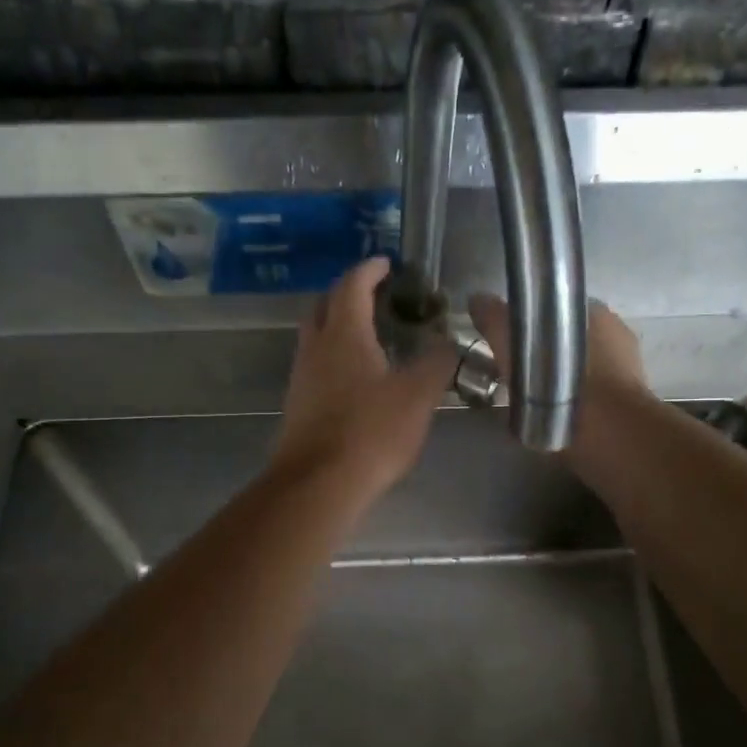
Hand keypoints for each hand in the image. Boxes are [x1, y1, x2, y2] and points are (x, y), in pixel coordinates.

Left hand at [272, 258, 457, 503]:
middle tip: (376, 296)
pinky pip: (316, 364)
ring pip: (316, 335)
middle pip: (325, 304)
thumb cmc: (370, 431)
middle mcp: (316, 347)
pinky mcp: (298, 404)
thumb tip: (448, 343)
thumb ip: (437, 363)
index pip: (352, 285)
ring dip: (338, 325)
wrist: (318, 483)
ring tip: (370, 334)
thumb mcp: (418, 395)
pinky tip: (356, 376)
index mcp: (344, 333)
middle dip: (348, 292)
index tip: (386, 263)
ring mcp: (302, 376)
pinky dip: (335, 355)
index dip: (370, 269)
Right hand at [467, 293, 647, 403]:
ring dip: (561, 379)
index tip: (514, 340)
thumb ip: (496, 320)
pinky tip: (555, 415)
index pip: (559, 309)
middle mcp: (616, 335)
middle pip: (572, 339)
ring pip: (583, 369)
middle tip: (520, 373)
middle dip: (549, 352)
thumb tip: (477, 299)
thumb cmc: (560, 381)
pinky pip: (592, 396)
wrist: (606, 433)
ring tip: (535, 399)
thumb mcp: (514, 345)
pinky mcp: (627, 404)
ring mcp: (627, 370)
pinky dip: (574, 402)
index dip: (534, 323)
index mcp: (594, 311)